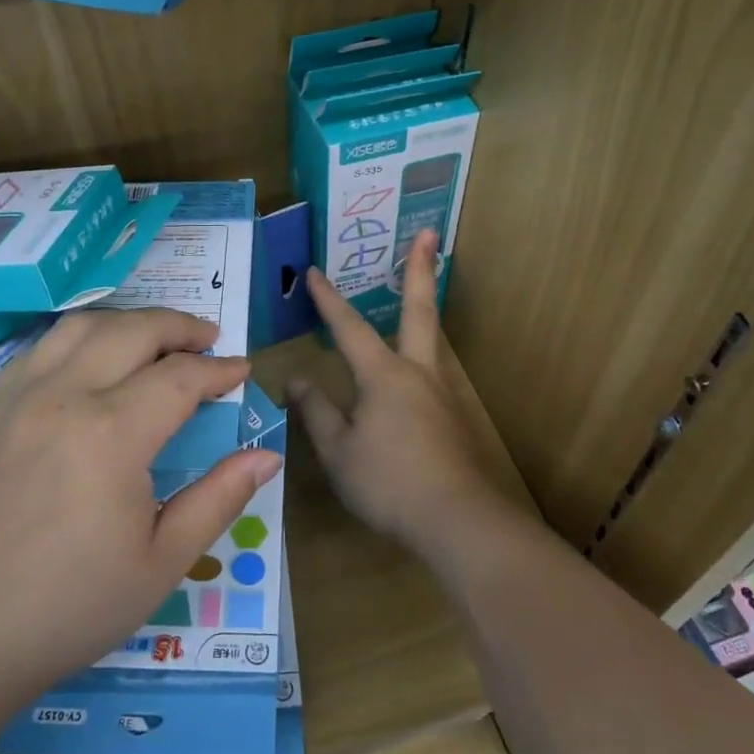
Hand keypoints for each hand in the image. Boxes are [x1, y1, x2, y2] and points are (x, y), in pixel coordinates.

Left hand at [0, 310, 278, 706]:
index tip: (242, 371)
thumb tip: (266, 455)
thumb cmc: (75, 604)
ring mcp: (22, 397)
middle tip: (210, 341)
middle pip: (132, 331)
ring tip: (158, 341)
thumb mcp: (163, 561)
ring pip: (82, 326)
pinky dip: (81, 338)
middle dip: (180, 327)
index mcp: (112, 434)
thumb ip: (219, 498)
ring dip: (129, 323)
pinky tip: (96, 360)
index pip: (179, 377)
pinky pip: (42, 347)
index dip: (217, 370)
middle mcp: (65, 396)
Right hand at [289, 232, 522, 568]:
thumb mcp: (338, 451)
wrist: (458, 521)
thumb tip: (295, 377)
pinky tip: (410, 376)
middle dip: (419, 269)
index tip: (314, 271)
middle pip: (420, 311)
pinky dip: (420, 357)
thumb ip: (315, 410)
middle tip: (428, 232)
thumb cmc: (389, 483)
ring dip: (425, 308)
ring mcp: (442, 394)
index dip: (328, 300)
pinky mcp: (454, 418)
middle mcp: (418, 373)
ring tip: (419, 289)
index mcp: (384, 376)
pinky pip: (431, 375)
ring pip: (431, 341)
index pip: (349, 328)